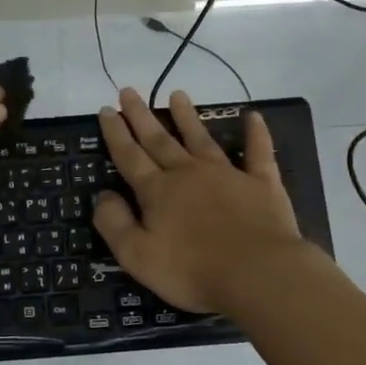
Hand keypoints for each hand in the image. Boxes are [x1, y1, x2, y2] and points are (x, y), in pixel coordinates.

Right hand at [93, 88, 303, 314]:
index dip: (116, 133)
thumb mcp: (137, 256)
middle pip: (160, 140)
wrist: (258, 273)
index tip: (107, 109)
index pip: (130, 156)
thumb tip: (103, 195)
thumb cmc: (193, 270)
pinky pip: (258, 152)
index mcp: (158, 192)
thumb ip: (115, 224)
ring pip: (201, 139)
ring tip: (177, 94)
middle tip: (129, 91)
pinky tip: (253, 116)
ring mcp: (227, 175)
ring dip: (188, 116)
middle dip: (142, 116)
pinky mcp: (261, 184)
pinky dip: (256, 133)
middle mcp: (188, 174)